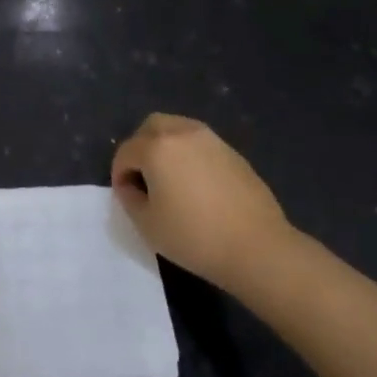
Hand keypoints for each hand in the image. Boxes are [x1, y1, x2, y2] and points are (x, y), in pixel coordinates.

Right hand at [111, 113, 297, 289]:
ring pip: (178, 129)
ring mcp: (212, 141)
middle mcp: (182, 133)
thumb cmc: (195, 237)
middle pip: (151, 127)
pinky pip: (201, 145)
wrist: (258, 248)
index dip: (119, 174)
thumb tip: (131, 186)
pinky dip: (190, 155)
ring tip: (170, 179)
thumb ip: (129, 198)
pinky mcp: (234, 154)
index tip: (125, 196)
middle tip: (143, 178)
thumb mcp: (147, 224)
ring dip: (166, 147)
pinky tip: (197, 185)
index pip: (126, 152)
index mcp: (157, 148)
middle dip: (140, 147)